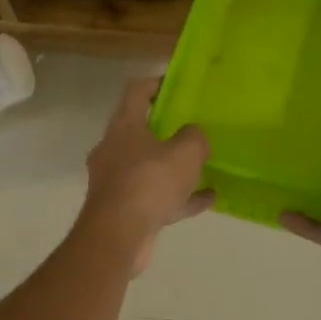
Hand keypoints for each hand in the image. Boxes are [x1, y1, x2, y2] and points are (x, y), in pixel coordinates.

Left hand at [80, 77, 213, 273]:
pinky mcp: (122, 210)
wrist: (119, 235)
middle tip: (193, 129)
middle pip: (140, 131)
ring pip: (149, 167)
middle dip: (167, 130)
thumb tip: (193, 135)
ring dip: (174, 167)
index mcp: (123, 127)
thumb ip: (194, 137)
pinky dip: (178, 197)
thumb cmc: (149, 182)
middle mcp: (113, 150)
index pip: (136, 92)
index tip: (176, 85)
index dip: (156, 84)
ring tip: (203, 166)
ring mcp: (115, 181)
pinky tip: (206, 199)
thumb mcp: (185, 153)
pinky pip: (155, 197)